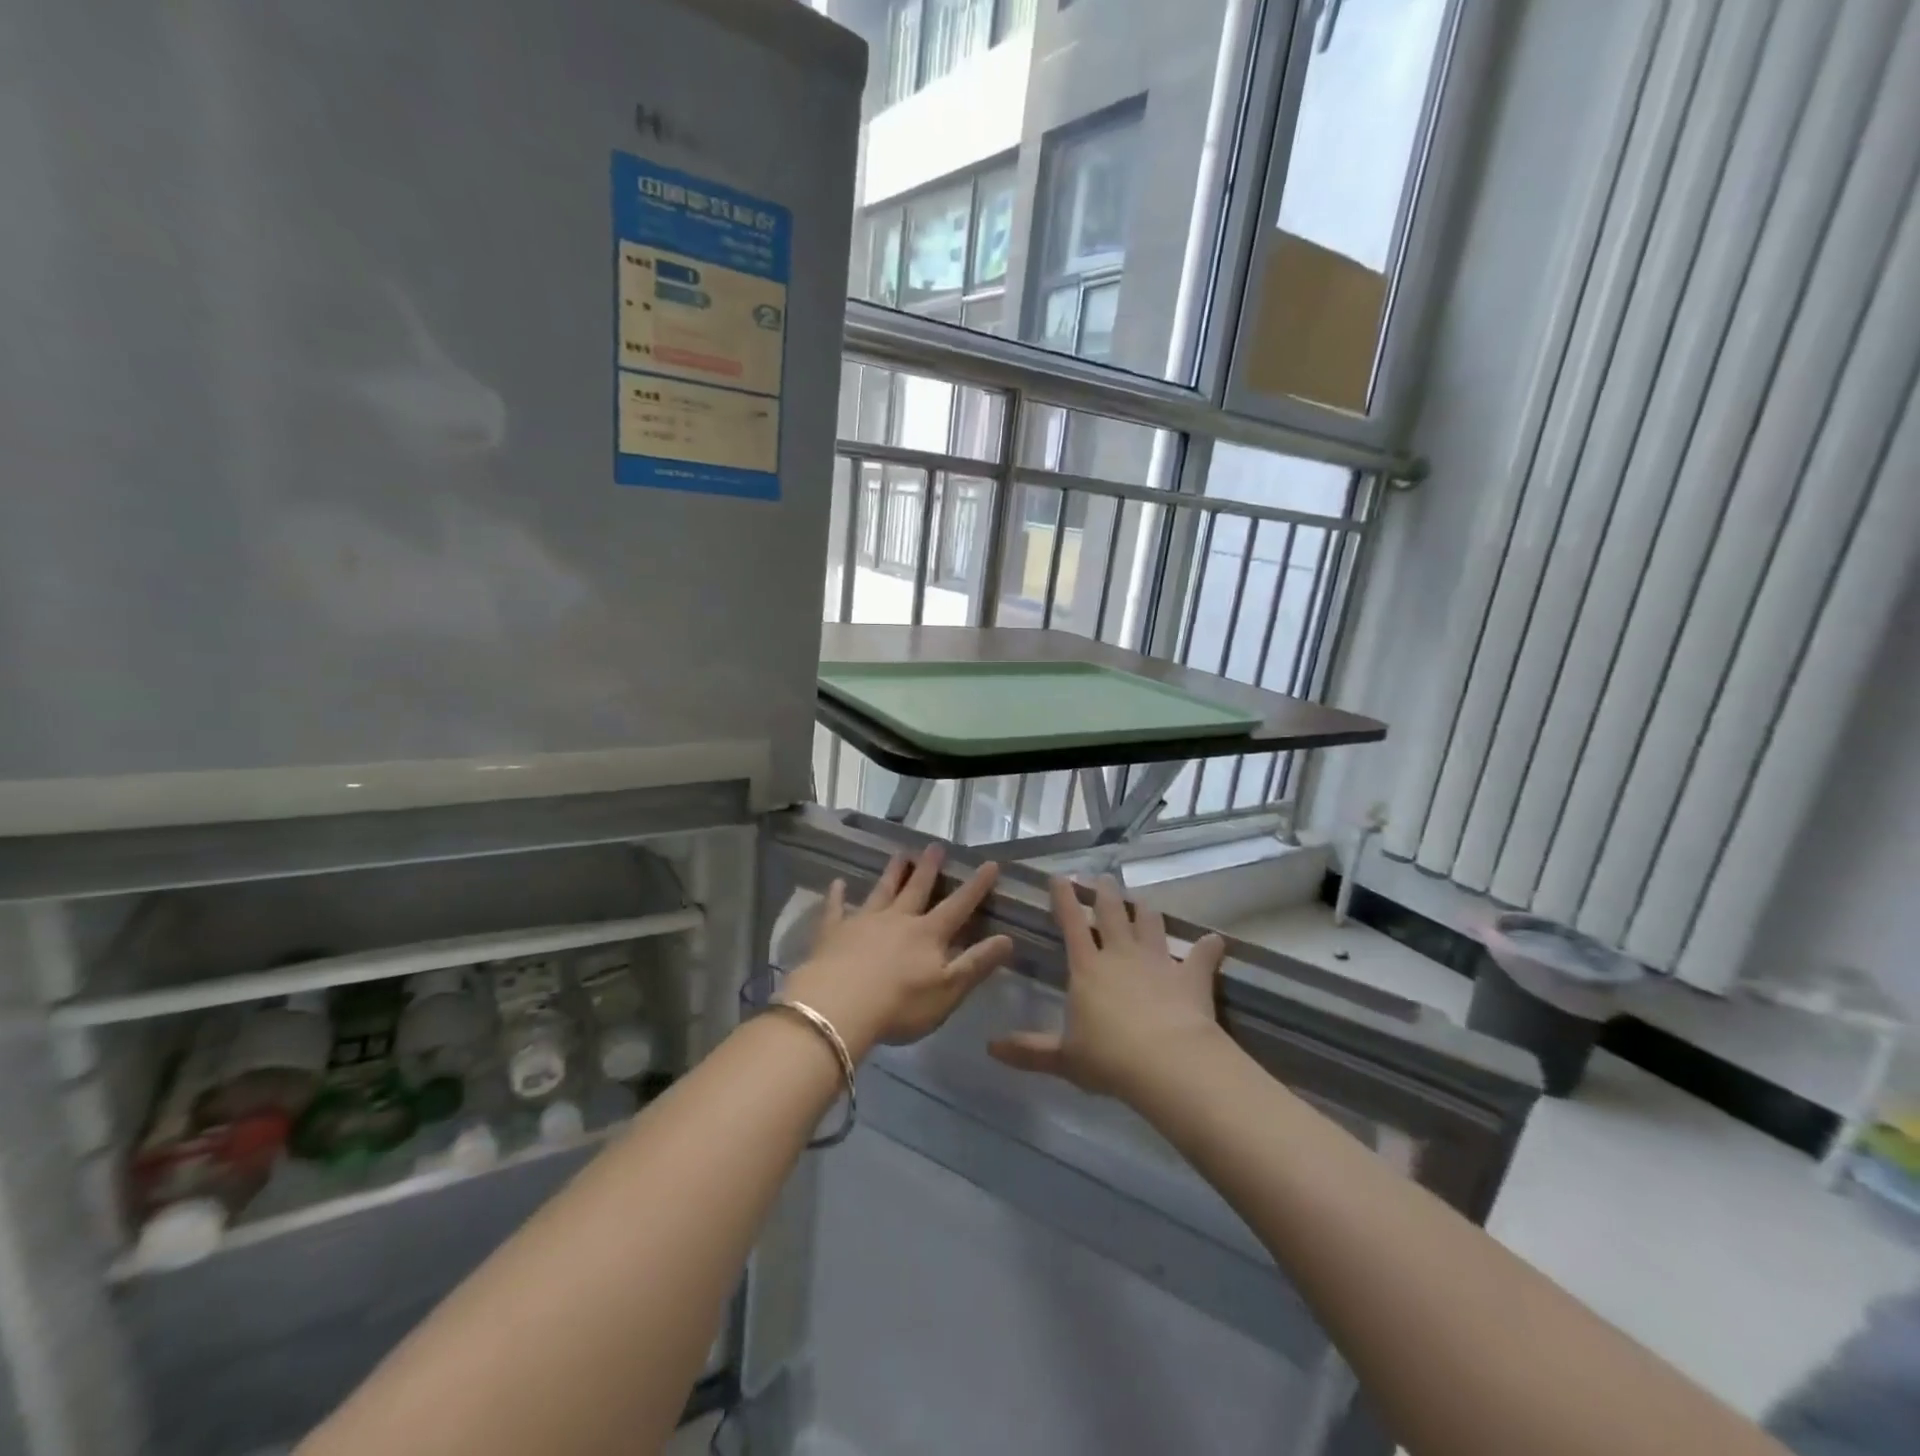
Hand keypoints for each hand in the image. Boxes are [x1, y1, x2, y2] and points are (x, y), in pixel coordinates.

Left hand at [783, 845, 1012, 1059]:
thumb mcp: (948, 990)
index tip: (990, 864)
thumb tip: (1008, 938)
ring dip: (892, 873)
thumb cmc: (900, 1005)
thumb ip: (976, 963)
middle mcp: (898, 919)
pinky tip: (837, 883)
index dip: (976, 886)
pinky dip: (837, 895)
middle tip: (935, 845)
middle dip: (929, 868)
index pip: (958, 906)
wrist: (839, 1007)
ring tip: (900, 854)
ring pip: (882, 891)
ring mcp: (864, 922)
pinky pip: (835, 908)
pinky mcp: (833, 932)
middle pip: (917, 889)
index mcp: (928, 934)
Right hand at [989, 875, 1226, 1099]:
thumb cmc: (1109, 1058)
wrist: (1168, 1062)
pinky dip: (1208, 948)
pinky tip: (1214, 941)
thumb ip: (1029, 1051)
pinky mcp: (1190, 976)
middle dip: (1105, 892)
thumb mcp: (1064, 1058)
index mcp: (1087, 967)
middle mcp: (1121, 954)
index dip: (1063, 898)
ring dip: (1145, 910)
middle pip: (1112, 912)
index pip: (1072, 922)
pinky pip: (1201, 956)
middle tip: (1103, 878)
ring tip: (1142, 901)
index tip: (1059, 876)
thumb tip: (990, 1048)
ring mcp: (1158, 961)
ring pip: (1150, 923)